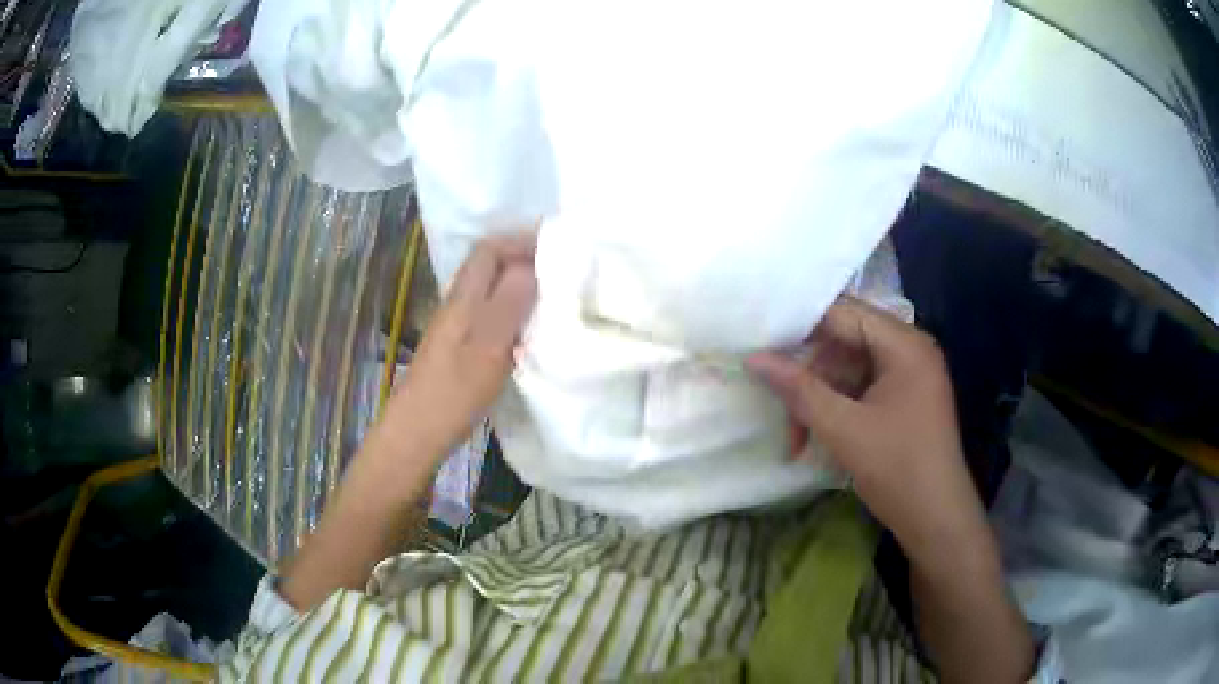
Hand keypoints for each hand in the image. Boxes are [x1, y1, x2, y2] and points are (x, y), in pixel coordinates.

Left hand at [390, 232, 537, 457]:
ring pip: (489, 289)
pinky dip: (512, 310)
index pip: (489, 250)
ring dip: (518, 285)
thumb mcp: (488, 349)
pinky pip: (488, 313)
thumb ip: (509, 305)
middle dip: (523, 259)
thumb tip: (532, 265)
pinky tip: (529, 329)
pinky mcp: (457, 347)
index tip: (556, 248)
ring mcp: (455, 326)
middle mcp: (457, 305)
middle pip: (488, 265)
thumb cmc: (452, 394)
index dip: (520, 241)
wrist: (415, 434)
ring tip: (552, 296)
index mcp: (464, 299)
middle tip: (562, 271)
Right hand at [747, 297, 984, 558]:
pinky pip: (861, 388)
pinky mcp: (905, 399)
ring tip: (797, 439)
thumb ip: (799, 389)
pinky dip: (837, 408)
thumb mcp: (844, 429)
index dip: (800, 326)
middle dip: (810, 376)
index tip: (761, 346)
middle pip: (845, 342)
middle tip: (781, 408)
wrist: (937, 521)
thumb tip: (754, 358)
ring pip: (849, 369)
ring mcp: (909, 375)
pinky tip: (818, 436)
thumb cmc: (898, 470)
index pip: (843, 314)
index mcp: (904, 344)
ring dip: (820, 398)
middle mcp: (910, 349)